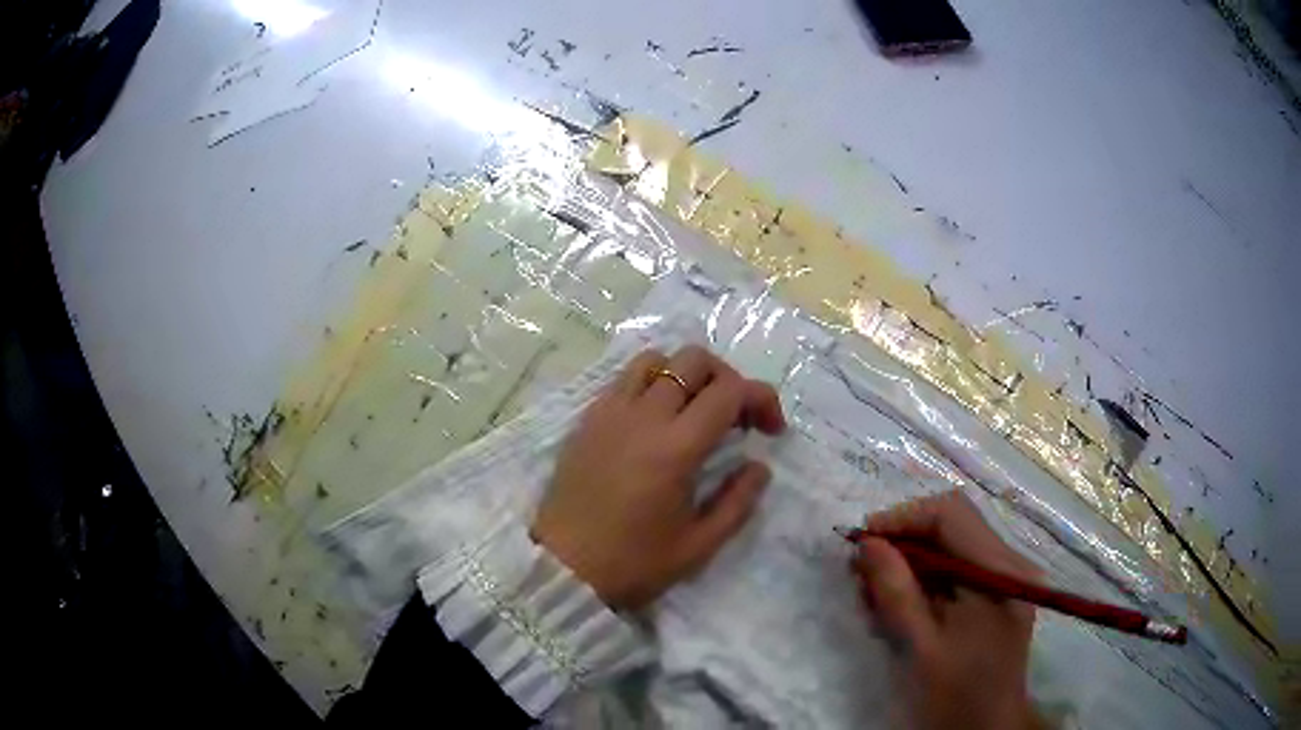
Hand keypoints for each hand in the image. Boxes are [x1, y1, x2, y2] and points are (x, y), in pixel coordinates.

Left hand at [532, 345, 785, 610]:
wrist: (562, 570)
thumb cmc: (633, 564)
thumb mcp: (698, 546)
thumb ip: (738, 501)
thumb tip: (759, 466)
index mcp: (675, 448)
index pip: (729, 392)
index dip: (761, 399)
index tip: (770, 429)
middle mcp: (642, 417)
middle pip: (694, 360)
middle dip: (726, 379)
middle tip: (734, 417)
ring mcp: (609, 412)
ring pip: (655, 359)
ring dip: (684, 375)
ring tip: (692, 411)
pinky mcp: (587, 419)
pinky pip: (624, 379)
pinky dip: (651, 384)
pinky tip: (655, 420)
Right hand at [853, 491, 1041, 729]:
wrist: (987, 727)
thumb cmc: (955, 694)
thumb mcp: (920, 647)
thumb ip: (896, 592)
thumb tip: (867, 543)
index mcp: (997, 572)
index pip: (951, 514)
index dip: (903, 518)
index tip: (863, 543)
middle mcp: (1009, 563)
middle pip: (952, 525)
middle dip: (903, 542)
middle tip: (863, 573)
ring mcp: (1006, 577)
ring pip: (951, 546)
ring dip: (910, 563)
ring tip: (877, 596)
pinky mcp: (997, 592)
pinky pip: (957, 568)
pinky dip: (925, 580)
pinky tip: (902, 607)